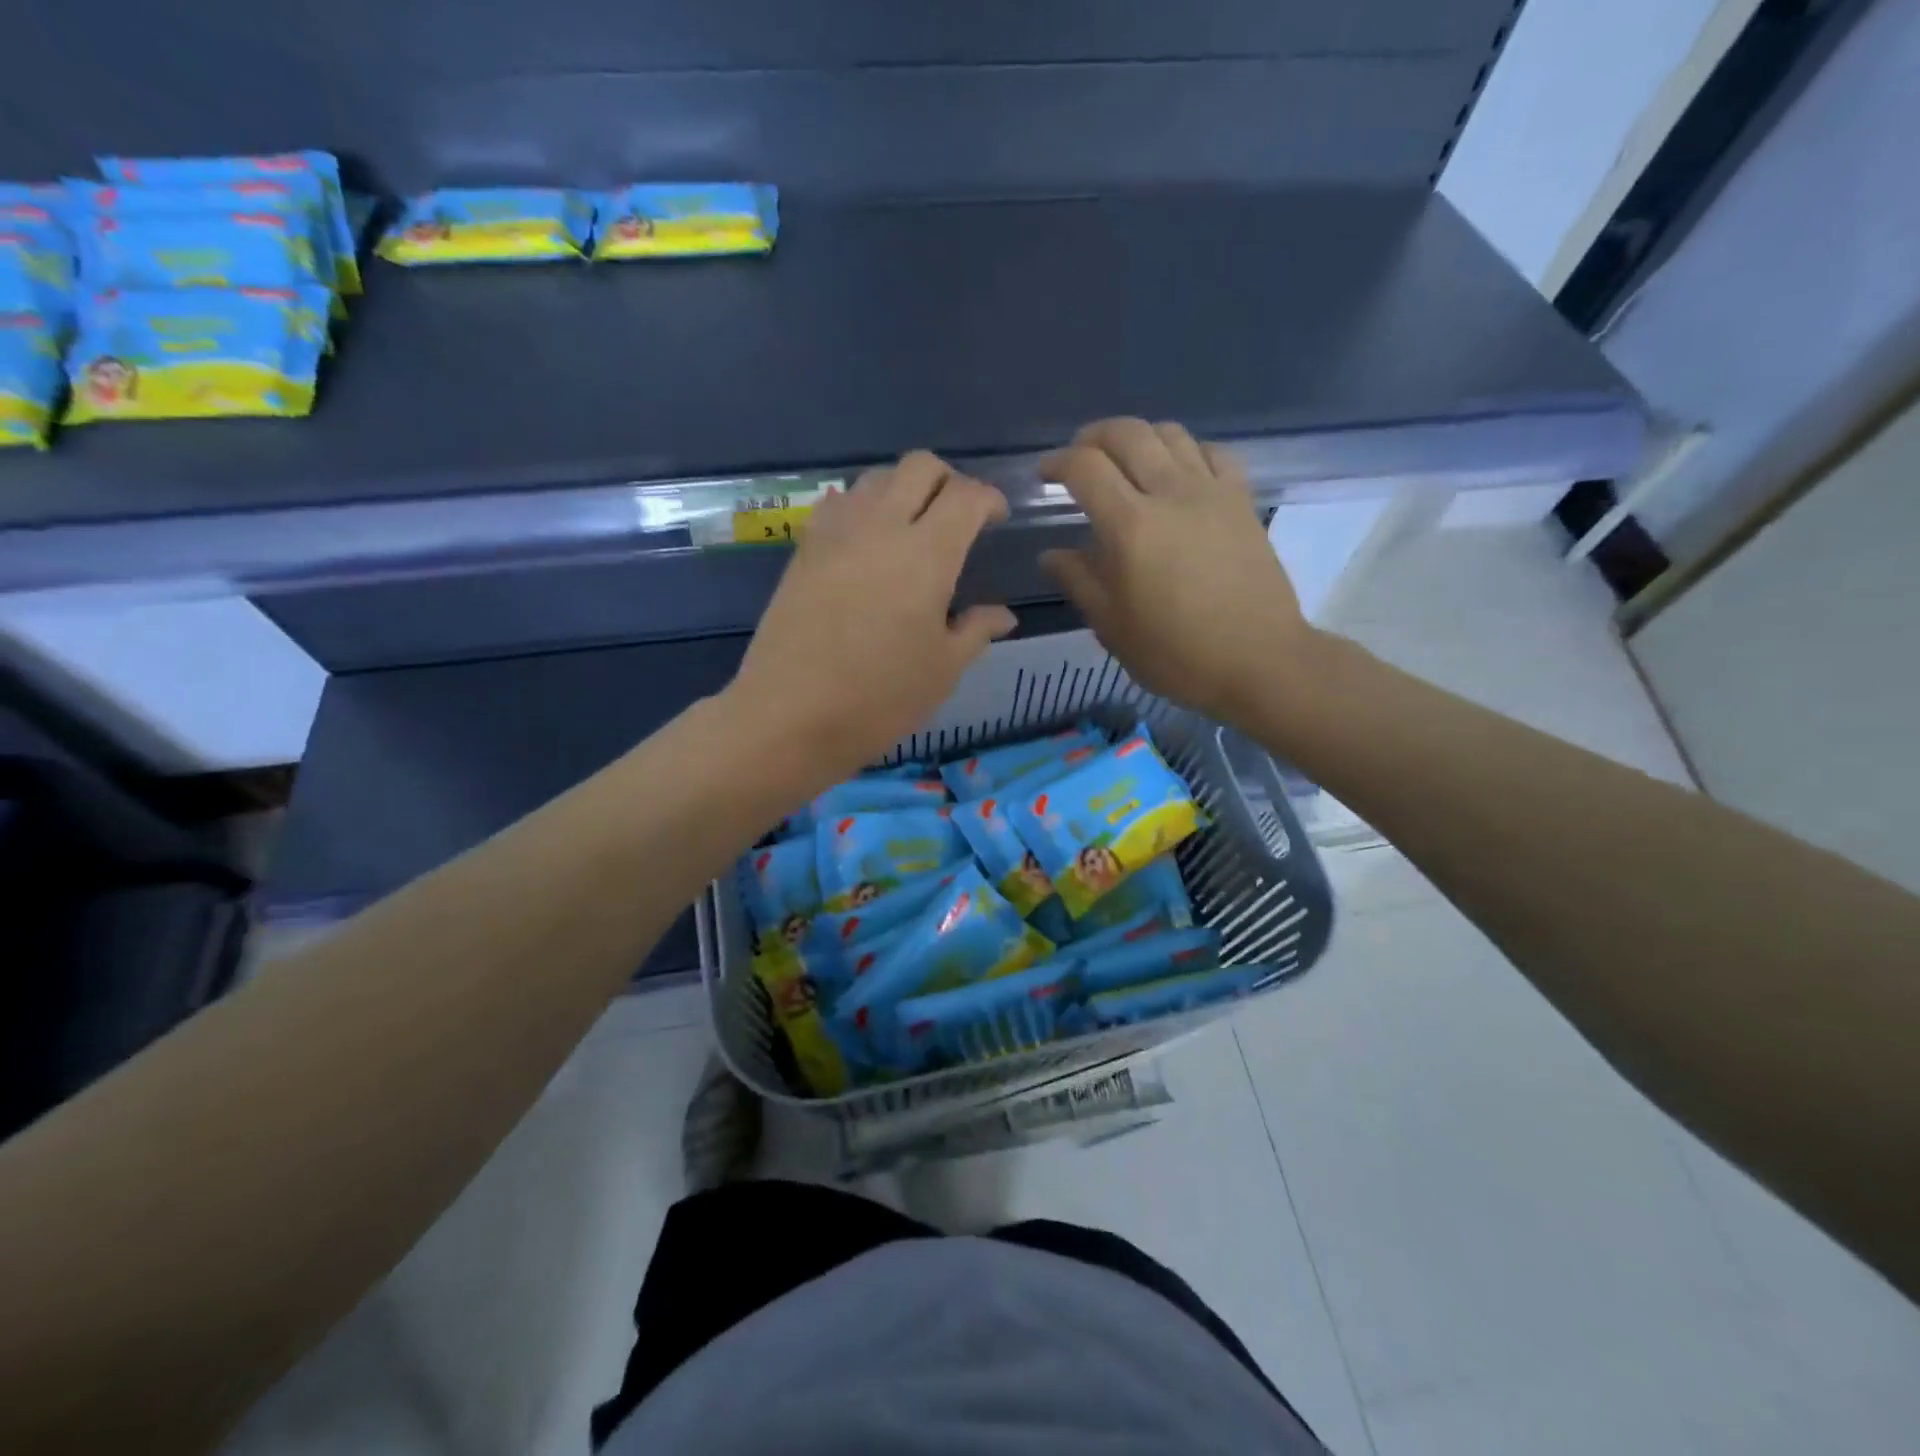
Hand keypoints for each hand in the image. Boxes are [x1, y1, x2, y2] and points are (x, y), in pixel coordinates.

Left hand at [730, 452, 1015, 782]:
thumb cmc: (879, 698)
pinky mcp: (803, 550)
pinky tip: (867, 545)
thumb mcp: (942, 670)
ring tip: (913, 528)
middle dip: (949, 480)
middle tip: (958, 517)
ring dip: (904, 489)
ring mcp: (835, 534)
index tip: (996, 520)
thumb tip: (1003, 615)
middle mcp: (881, 527)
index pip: (966, 496)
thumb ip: (976, 631)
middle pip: (920, 466)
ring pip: (876, 478)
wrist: (789, 716)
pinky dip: (863, 508)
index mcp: (926, 554)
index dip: (989, 499)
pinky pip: (839, 504)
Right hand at [1040, 419, 1314, 729]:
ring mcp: (1212, 492)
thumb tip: (1050, 554)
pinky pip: (1211, 452)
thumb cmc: (1176, 653)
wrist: (1258, 660)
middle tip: (1080, 458)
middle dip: (1094, 437)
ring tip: (1126, 463)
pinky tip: (1177, 473)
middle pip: (1127, 433)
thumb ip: (1078, 581)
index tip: (1046, 474)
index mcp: (1130, 527)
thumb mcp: (1112, 627)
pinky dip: (1185, 450)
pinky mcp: (1242, 500)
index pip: (1085, 467)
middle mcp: (1170, 493)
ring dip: (1138, 438)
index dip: (1058, 461)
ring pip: (1170, 433)